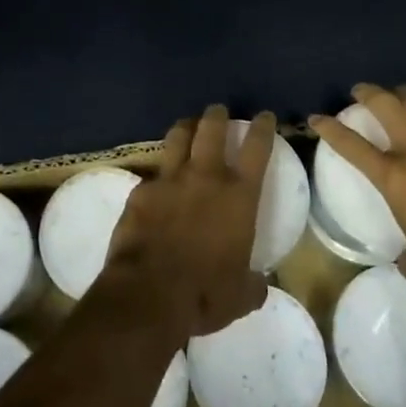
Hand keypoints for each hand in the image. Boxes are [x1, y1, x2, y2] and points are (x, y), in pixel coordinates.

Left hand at [101, 106, 273, 340]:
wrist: (149, 293)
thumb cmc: (205, 294)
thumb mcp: (241, 295)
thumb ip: (252, 283)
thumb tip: (258, 284)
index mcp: (239, 196)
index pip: (257, 148)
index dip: (262, 127)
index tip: (264, 116)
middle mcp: (205, 177)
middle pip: (212, 128)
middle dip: (217, 115)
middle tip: (218, 111)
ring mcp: (170, 180)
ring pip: (178, 137)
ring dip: (185, 128)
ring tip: (187, 126)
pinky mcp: (141, 191)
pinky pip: (152, 173)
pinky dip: (158, 174)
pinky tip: (156, 183)